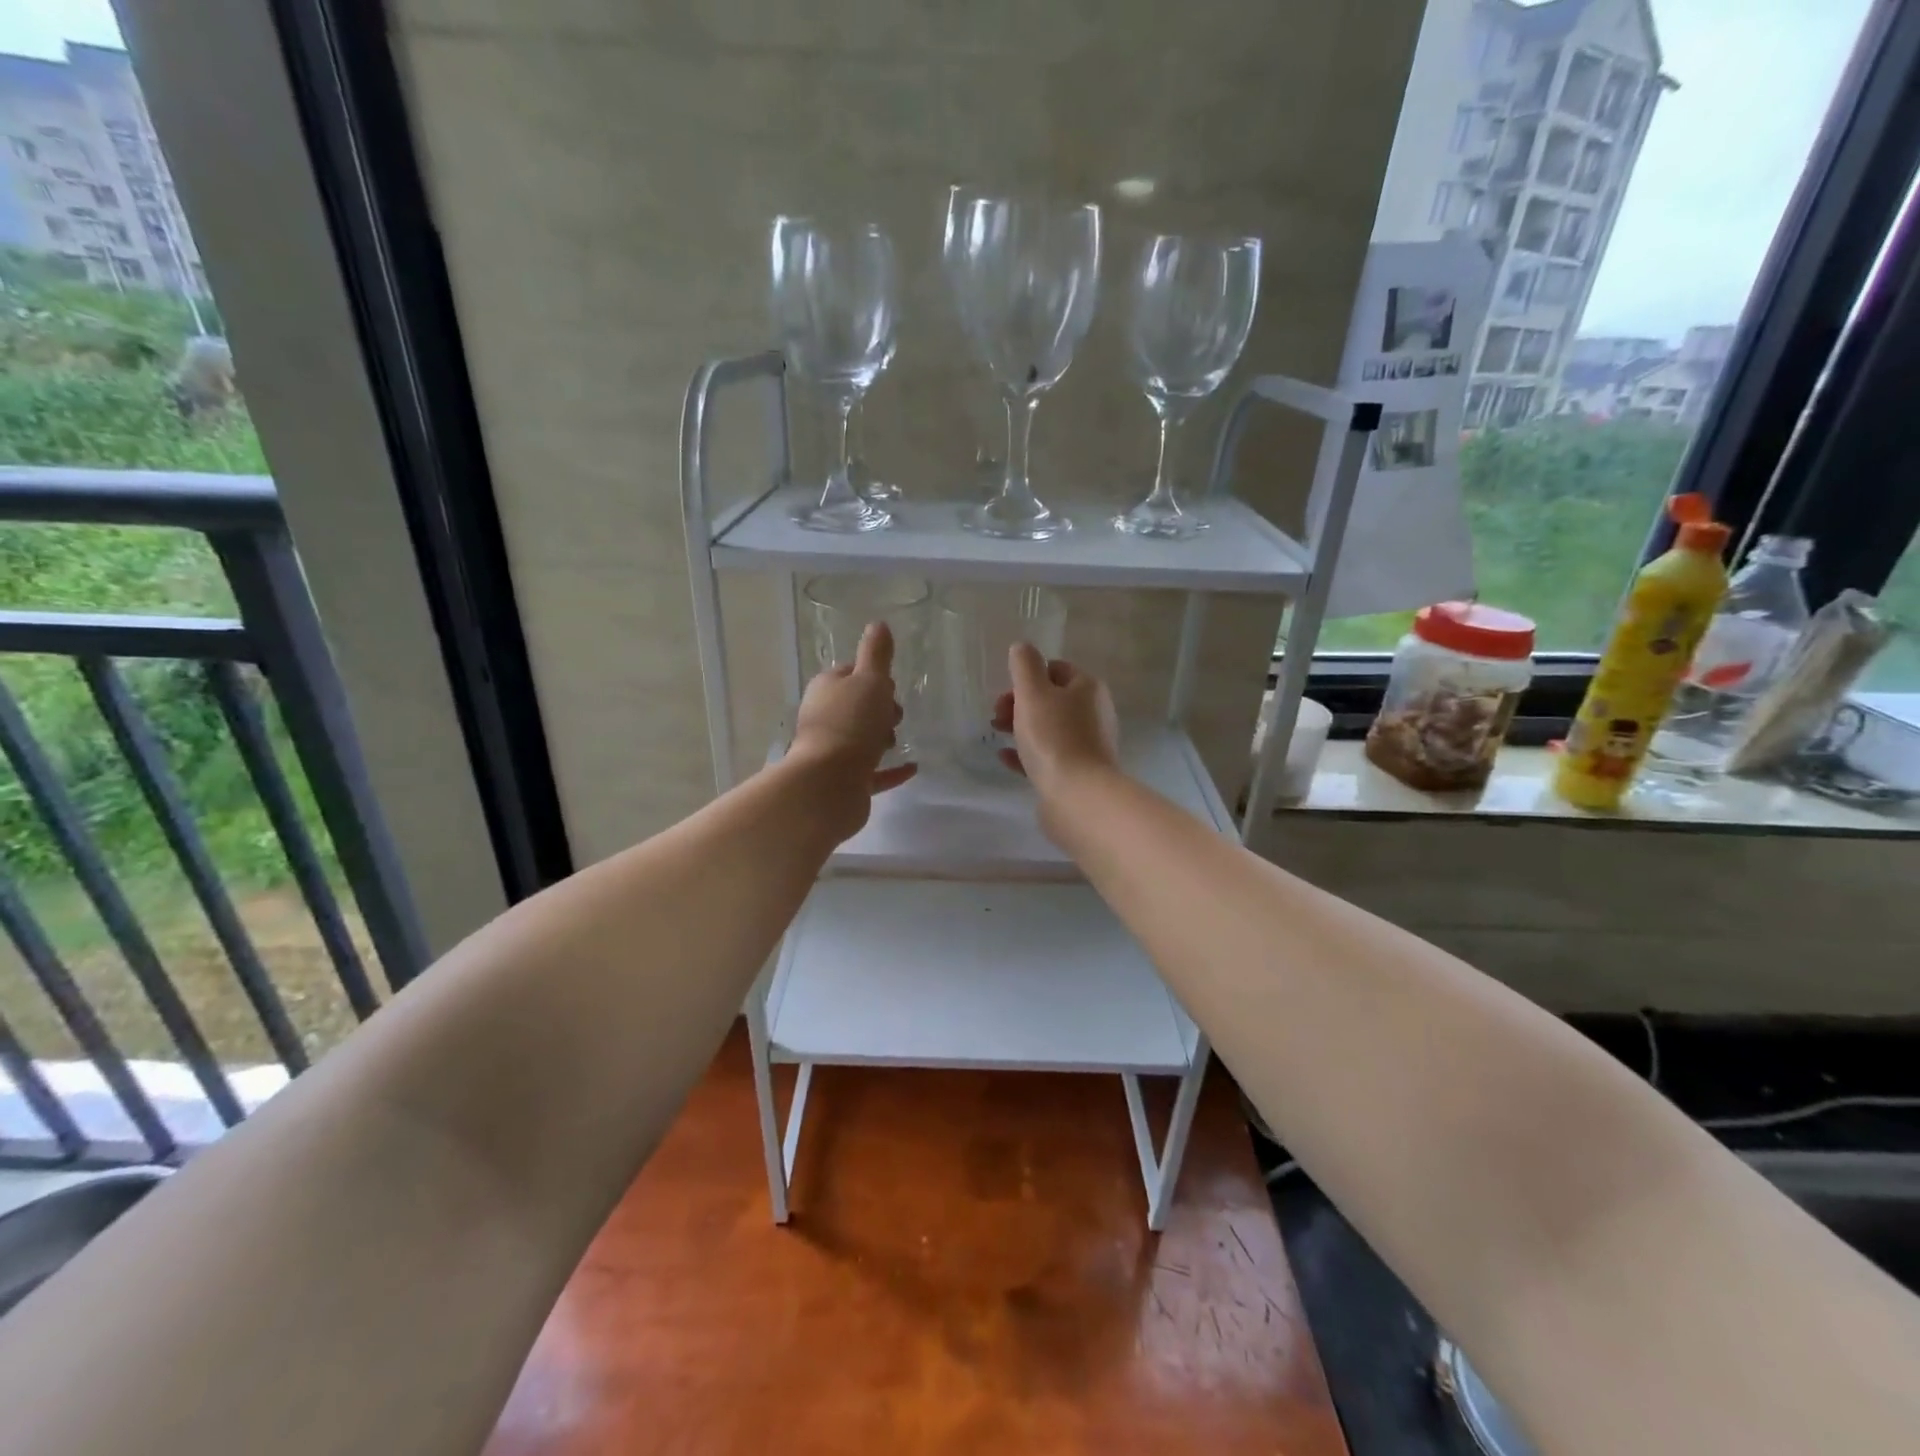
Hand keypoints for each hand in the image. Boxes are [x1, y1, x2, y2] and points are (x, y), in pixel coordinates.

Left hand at [791, 621, 917, 812]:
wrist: (829, 784)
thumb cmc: (851, 724)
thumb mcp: (870, 681)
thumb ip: (876, 654)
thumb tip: (878, 624)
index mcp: (826, 689)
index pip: (850, 674)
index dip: (872, 677)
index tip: (889, 686)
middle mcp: (824, 718)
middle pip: (857, 707)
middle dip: (880, 709)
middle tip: (894, 715)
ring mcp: (832, 753)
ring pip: (862, 740)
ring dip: (882, 739)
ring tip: (895, 741)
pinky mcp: (845, 782)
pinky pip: (873, 773)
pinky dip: (891, 770)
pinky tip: (912, 767)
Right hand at [993, 643, 1120, 804]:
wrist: (1077, 795)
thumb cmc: (1054, 737)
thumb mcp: (1033, 693)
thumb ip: (1025, 666)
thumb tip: (1022, 647)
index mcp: (1087, 688)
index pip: (1056, 669)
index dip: (1027, 677)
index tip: (1005, 693)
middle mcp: (1093, 713)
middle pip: (1051, 699)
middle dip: (1020, 703)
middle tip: (997, 716)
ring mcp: (1088, 745)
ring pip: (1048, 728)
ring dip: (1021, 728)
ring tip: (997, 735)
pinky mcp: (1078, 772)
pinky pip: (1048, 756)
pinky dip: (1026, 753)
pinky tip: (1006, 758)